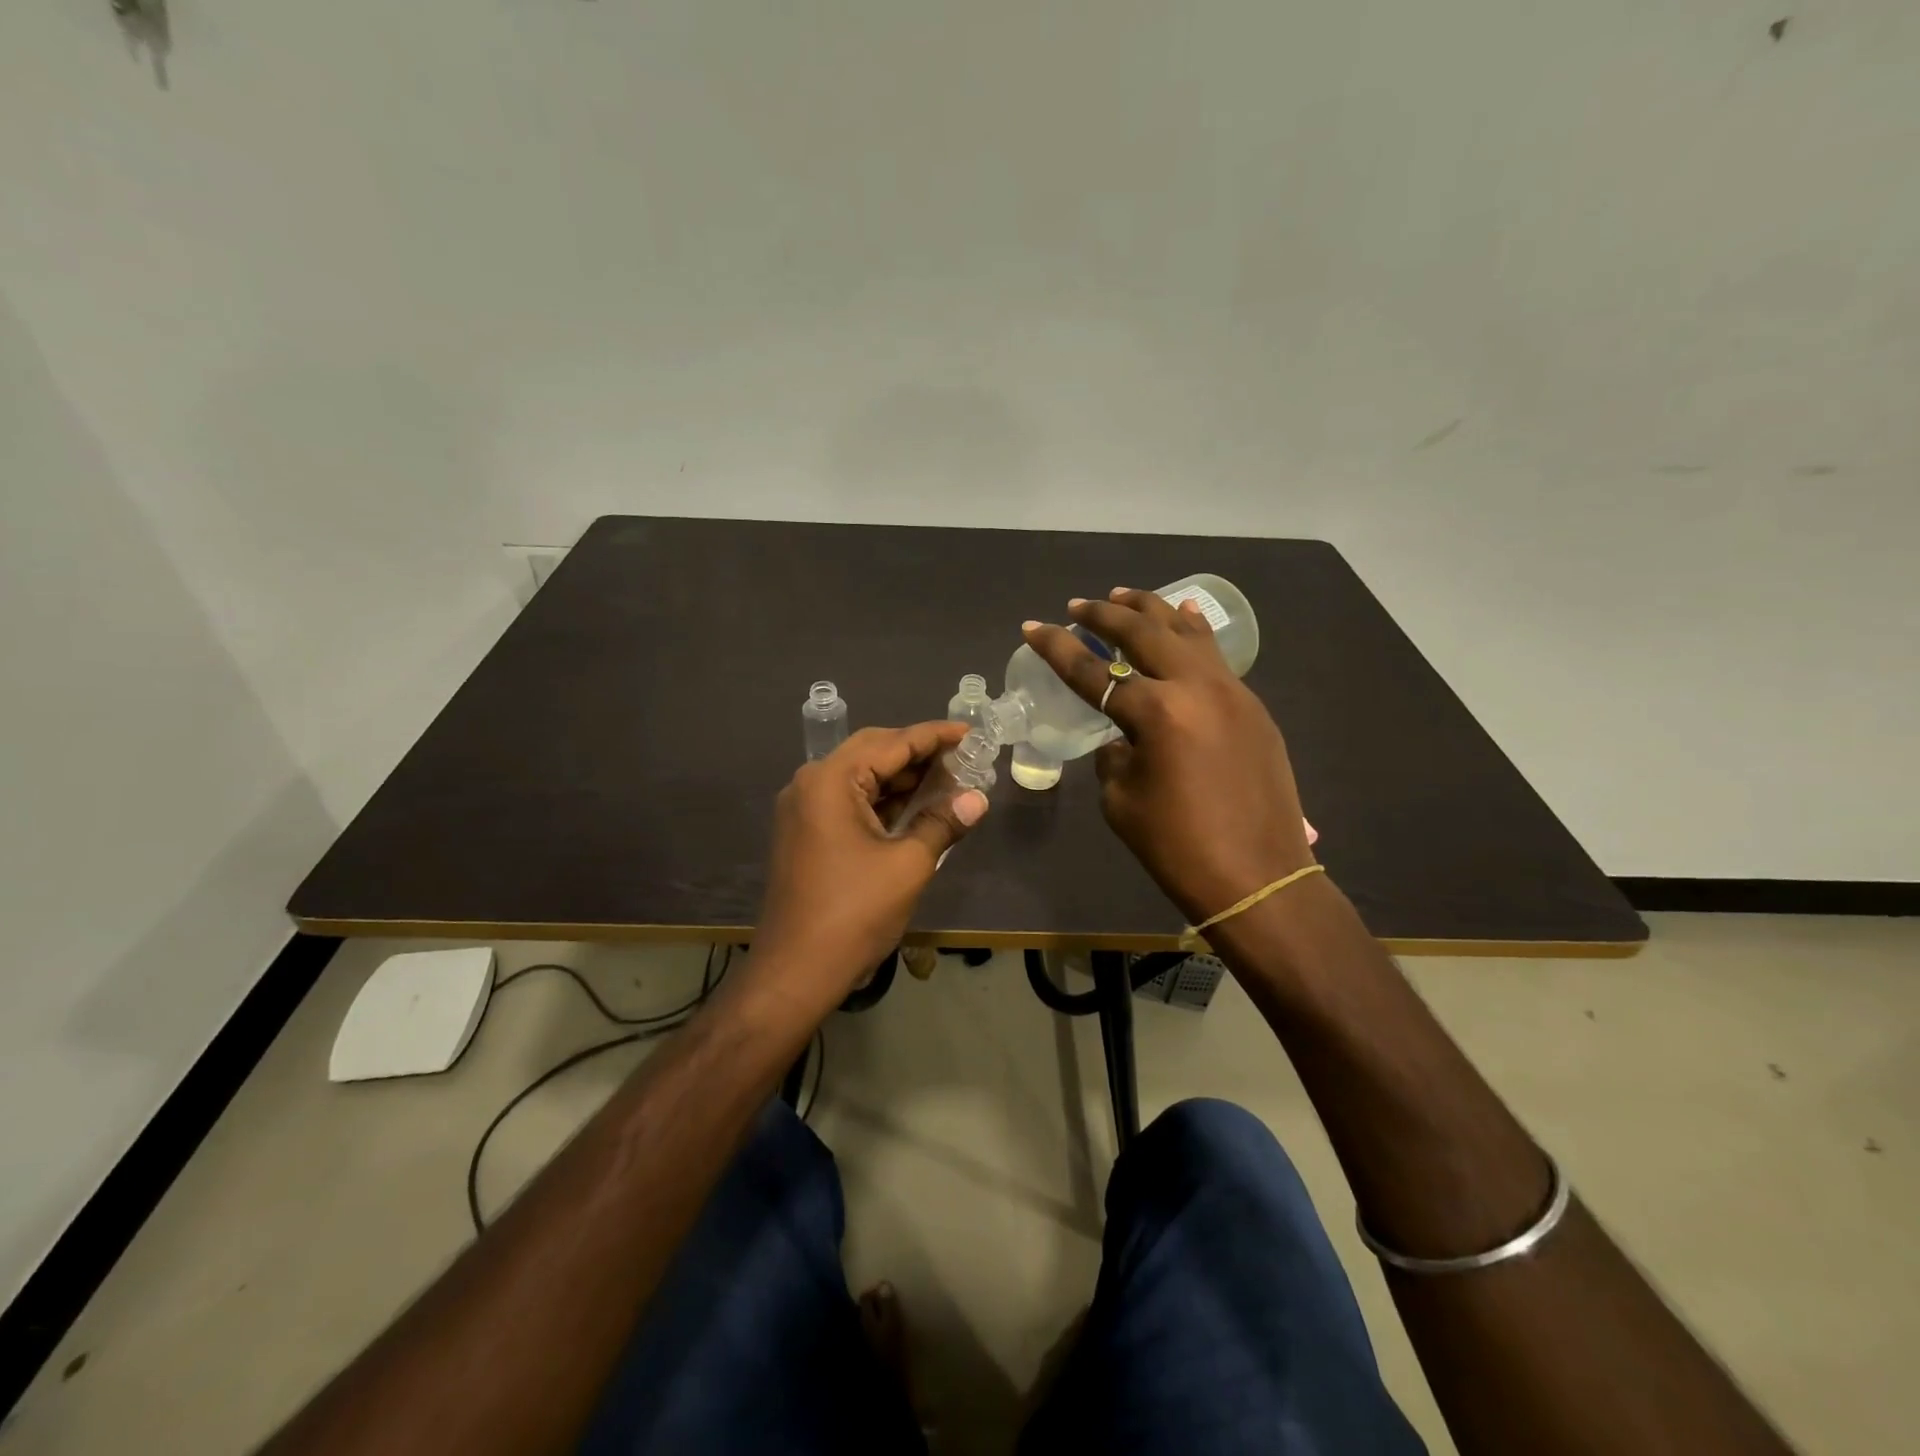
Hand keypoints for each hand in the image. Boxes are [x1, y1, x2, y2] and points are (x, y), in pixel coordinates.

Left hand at [752, 722, 988, 1017]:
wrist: (795, 972)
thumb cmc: (854, 913)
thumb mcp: (908, 864)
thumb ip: (942, 823)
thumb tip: (977, 799)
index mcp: (830, 780)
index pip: (892, 742)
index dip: (935, 736)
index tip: (971, 733)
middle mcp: (810, 784)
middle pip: (873, 752)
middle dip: (919, 754)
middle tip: (963, 759)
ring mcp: (803, 810)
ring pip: (861, 778)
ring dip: (902, 779)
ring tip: (949, 781)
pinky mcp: (806, 833)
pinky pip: (849, 803)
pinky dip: (883, 802)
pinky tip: (916, 808)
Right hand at [1023, 589, 1311, 923]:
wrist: (1258, 878)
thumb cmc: (1178, 847)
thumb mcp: (1122, 800)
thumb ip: (1114, 755)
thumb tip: (1122, 736)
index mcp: (1156, 713)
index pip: (1092, 671)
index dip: (1057, 648)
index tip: (1033, 626)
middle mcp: (1196, 688)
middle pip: (1143, 632)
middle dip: (1104, 614)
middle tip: (1078, 606)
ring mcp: (1232, 692)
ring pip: (1187, 631)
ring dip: (1151, 610)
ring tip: (1124, 596)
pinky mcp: (1253, 707)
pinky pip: (1216, 656)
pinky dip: (1192, 633)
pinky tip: (1184, 619)